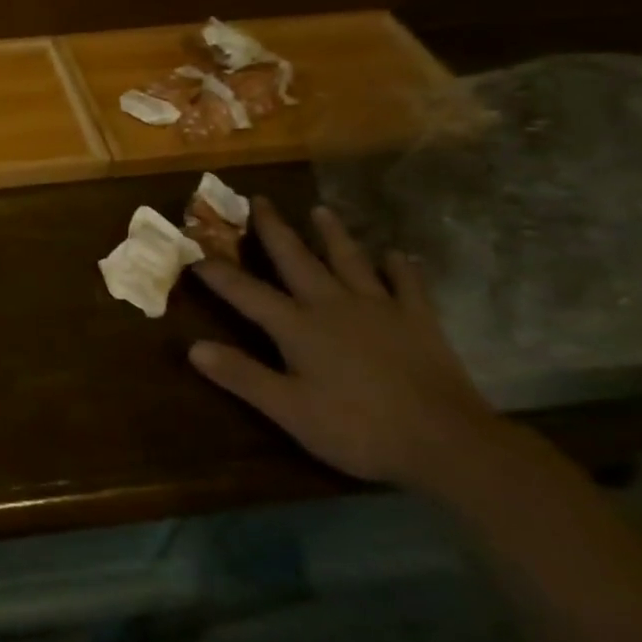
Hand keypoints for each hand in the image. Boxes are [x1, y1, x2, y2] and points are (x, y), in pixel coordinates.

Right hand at [189, 197, 503, 490]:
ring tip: (320, 210)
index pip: (247, 293)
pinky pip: (408, 285)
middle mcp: (333, 304)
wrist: (448, 442)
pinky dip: (401, 268)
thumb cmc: (359, 428)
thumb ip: (242, 376)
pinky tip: (398, 255)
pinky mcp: (419, 321)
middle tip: (259, 199)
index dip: (218, 273)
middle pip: (296, 259)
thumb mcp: (289, 410)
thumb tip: (193, 347)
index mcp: (298, 326)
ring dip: (333, 235)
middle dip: (274, 229)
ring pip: (350, 260)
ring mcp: (380, 308)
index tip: (195, 252)